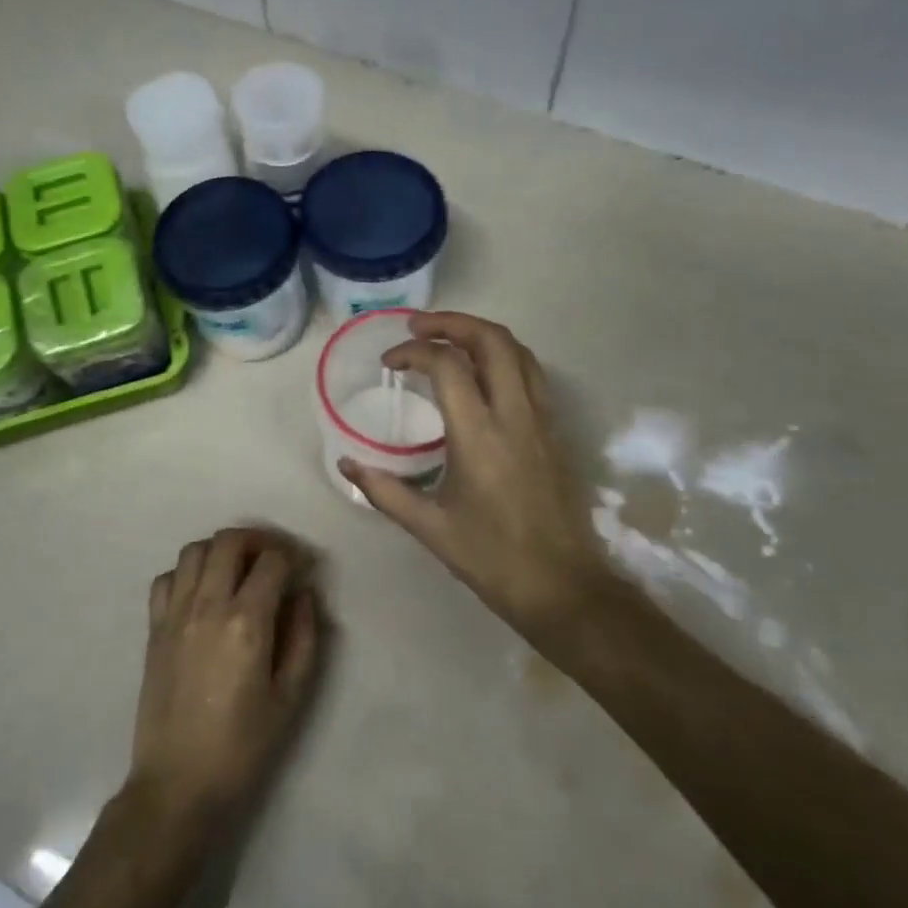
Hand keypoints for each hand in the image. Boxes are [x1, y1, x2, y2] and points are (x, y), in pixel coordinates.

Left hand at [126, 529, 321, 842]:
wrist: (178, 784)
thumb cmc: (242, 746)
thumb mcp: (290, 697)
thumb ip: (304, 637)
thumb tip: (304, 594)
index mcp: (246, 622)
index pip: (272, 561)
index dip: (294, 556)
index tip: (305, 568)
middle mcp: (207, 605)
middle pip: (230, 541)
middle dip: (259, 540)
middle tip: (275, 558)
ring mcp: (174, 614)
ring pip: (194, 550)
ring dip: (222, 549)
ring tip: (239, 570)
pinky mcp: (153, 628)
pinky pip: (166, 578)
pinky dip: (187, 572)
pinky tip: (202, 592)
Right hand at [340, 312, 611, 636]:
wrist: (561, 585)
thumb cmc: (491, 558)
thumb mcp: (428, 527)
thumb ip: (383, 490)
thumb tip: (346, 462)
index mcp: (479, 436)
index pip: (447, 366)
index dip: (413, 352)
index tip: (390, 363)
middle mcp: (515, 415)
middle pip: (491, 340)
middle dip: (451, 322)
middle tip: (417, 327)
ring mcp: (541, 420)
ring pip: (518, 350)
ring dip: (481, 333)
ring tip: (448, 338)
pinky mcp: (555, 430)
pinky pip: (532, 373)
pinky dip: (504, 355)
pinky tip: (483, 372)